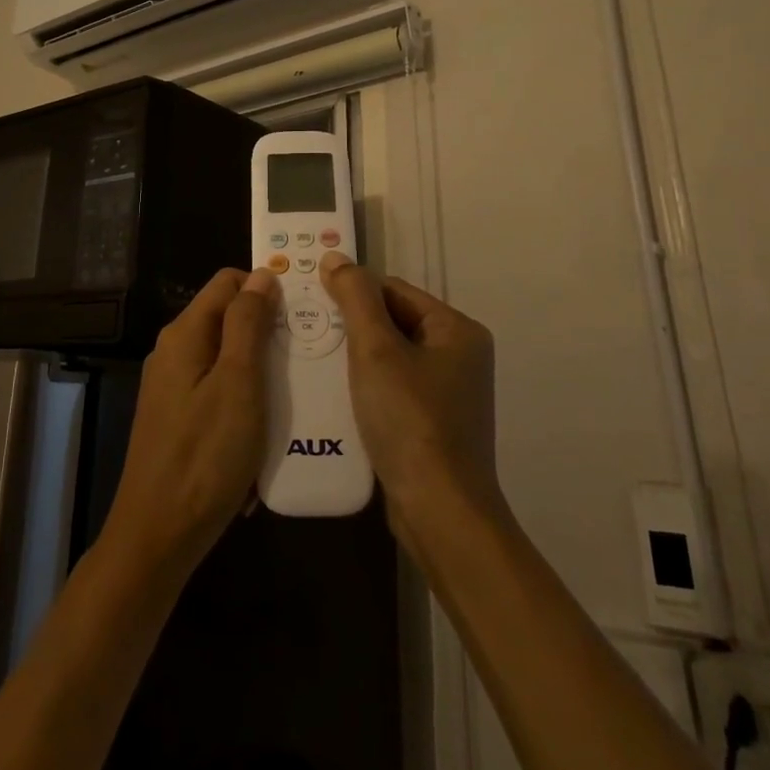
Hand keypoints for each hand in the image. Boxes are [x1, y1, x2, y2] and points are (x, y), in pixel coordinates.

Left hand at [98, 267, 276, 585]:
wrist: (158, 535)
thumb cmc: (205, 456)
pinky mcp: (178, 418)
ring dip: (260, 368)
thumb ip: (247, 324)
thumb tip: (260, 274)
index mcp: (185, 334)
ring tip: (297, 388)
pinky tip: (268, 425)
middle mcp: (174, 351)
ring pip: (226, 357)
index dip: (264, 288)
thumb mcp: (238, 383)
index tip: (302, 311)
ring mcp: (173, 386)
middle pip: (227, 319)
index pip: (227, 282)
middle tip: (308, 353)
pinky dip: (245, 398)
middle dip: (267, 330)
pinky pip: (218, 390)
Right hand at [319, 251, 504, 559]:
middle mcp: (460, 356)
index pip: (395, 291)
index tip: (314, 304)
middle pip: (394, 322)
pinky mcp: (435, 424)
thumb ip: (354, 298)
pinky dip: (367, 388)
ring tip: (316, 362)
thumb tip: (335, 257)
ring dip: (355, 359)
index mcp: (457, 330)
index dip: (354, 294)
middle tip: (309, 333)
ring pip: (391, 358)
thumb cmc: (410, 421)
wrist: (440, 513)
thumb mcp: (376, 350)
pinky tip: (337, 397)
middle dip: (352, 328)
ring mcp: (449, 393)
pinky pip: (394, 389)